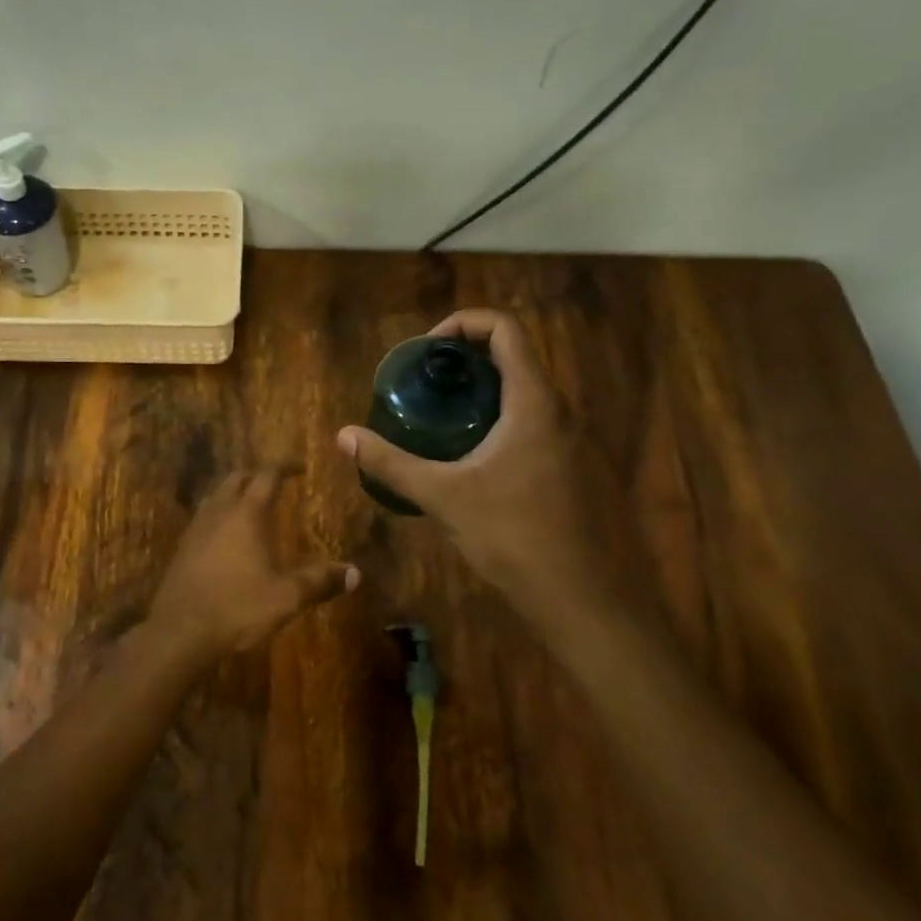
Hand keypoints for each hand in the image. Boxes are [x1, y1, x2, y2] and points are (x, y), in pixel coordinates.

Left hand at [149, 470, 358, 656]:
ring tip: (252, 502)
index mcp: (247, 514)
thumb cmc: (236, 607)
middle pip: (237, 478)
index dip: (285, 466)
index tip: (300, 466)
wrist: (178, 631)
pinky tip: (227, 534)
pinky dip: (221, 512)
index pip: (267, 475)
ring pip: (217, 494)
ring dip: (235, 491)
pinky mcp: (183, 547)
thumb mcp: (286, 597)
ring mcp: (197, 528)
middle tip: (277, 482)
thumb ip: (320, 582)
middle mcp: (219, 511)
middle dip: (258, 474)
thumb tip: (355, 573)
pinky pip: (205, 515)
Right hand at [337, 310, 611, 614]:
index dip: (463, 323)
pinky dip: (495, 416)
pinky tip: (465, 453)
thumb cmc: (513, 536)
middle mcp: (556, 409)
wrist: (577, 596)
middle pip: (512, 355)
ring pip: (521, 390)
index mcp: (533, 401)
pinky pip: (528, 420)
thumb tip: (344, 436)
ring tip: (437, 412)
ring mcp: (566, 439)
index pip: (504, 329)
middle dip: (465, 357)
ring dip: (480, 389)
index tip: (427, 350)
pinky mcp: (565, 465)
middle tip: (423, 380)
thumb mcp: (443, 496)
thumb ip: (392, 463)